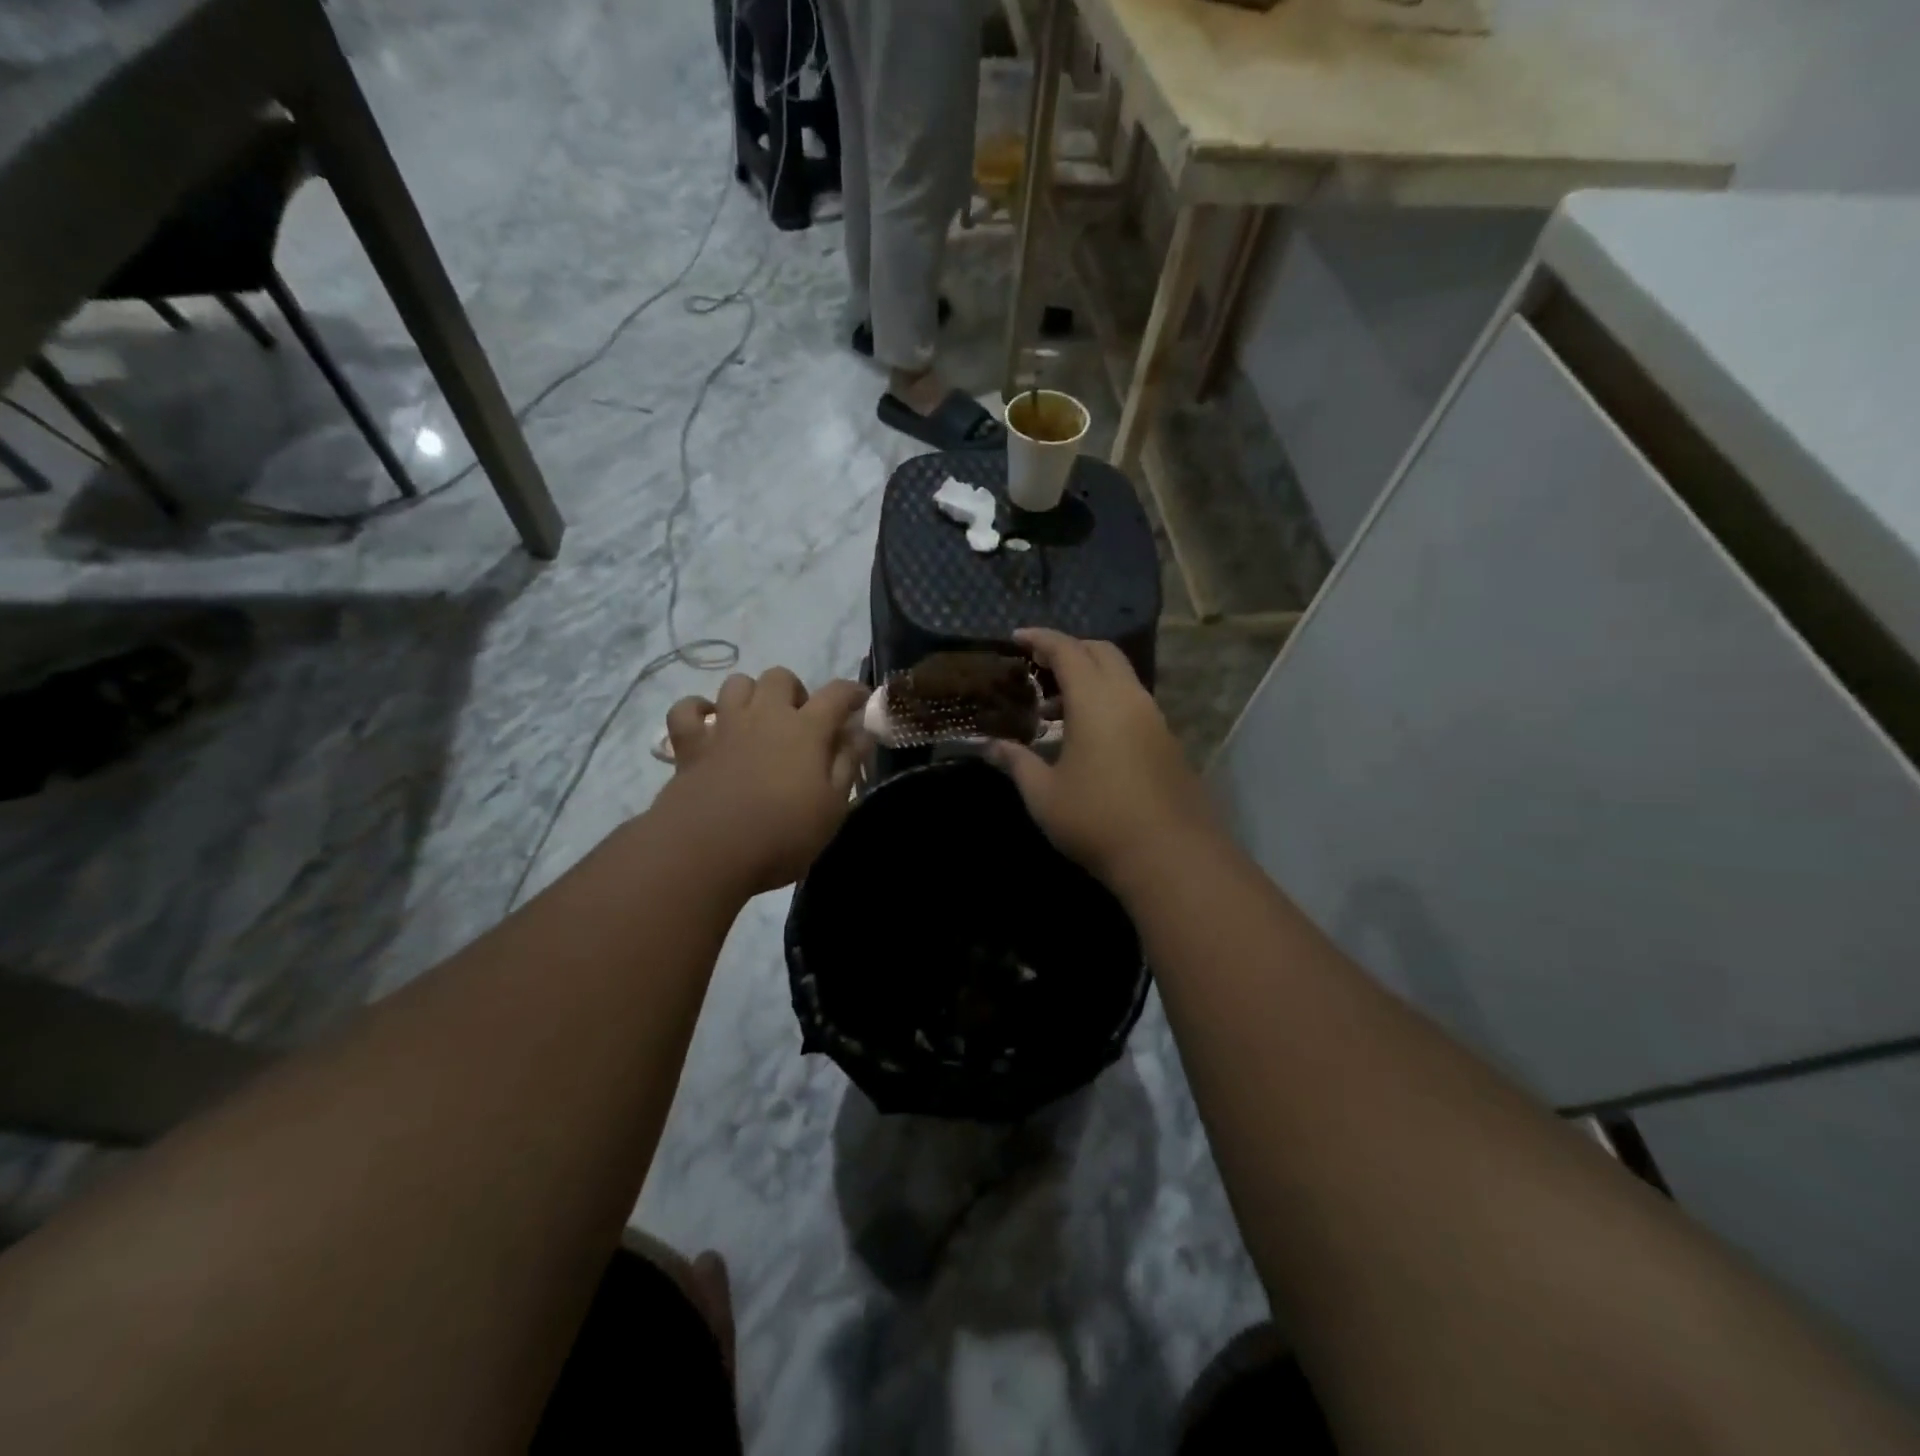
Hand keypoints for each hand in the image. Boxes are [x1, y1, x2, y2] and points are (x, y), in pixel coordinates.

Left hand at [657, 668, 867, 894]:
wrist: (707, 851)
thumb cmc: (782, 835)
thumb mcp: (832, 808)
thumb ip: (847, 764)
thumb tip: (859, 732)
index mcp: (806, 730)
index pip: (837, 693)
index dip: (853, 692)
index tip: (861, 700)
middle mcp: (764, 716)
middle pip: (780, 677)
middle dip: (795, 691)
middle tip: (801, 721)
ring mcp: (724, 727)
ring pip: (736, 683)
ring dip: (751, 694)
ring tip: (757, 720)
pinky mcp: (690, 745)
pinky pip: (687, 710)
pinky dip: (697, 710)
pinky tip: (708, 724)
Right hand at [986, 629, 1214, 887]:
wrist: (1170, 855)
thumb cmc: (1097, 819)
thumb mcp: (1044, 794)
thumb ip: (1016, 762)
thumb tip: (990, 747)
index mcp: (1096, 700)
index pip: (1067, 650)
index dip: (1040, 639)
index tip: (1016, 638)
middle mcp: (1129, 697)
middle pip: (1100, 652)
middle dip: (1068, 651)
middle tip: (1037, 669)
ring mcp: (1153, 718)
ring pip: (1120, 677)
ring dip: (1088, 679)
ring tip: (1054, 711)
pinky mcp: (1166, 741)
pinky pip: (1131, 702)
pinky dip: (1105, 701)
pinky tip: (1086, 737)